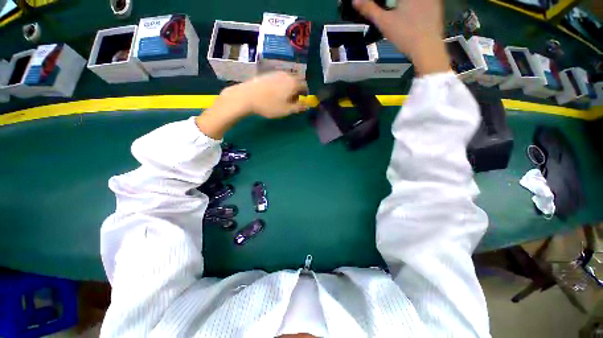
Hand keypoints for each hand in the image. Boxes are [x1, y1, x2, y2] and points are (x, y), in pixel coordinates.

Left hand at [238, 72, 308, 118]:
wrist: (247, 96)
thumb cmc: (269, 105)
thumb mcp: (286, 110)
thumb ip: (298, 107)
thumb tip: (307, 106)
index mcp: (294, 83)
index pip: (305, 86)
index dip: (305, 94)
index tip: (302, 102)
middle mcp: (287, 75)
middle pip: (298, 80)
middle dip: (298, 89)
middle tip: (294, 100)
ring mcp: (277, 73)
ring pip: (289, 78)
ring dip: (290, 86)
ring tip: (284, 97)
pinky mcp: (268, 73)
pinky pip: (280, 78)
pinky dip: (282, 84)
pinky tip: (275, 92)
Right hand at [353, 0, 450, 75]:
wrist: (427, 48)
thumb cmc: (405, 34)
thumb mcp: (384, 22)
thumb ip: (370, 9)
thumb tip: (355, 1)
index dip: (383, 2)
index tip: (379, 6)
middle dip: (392, 3)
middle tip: (387, 9)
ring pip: (413, 1)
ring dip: (403, 5)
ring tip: (398, 12)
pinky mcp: (437, 6)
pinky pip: (424, 2)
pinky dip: (416, 6)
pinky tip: (411, 15)